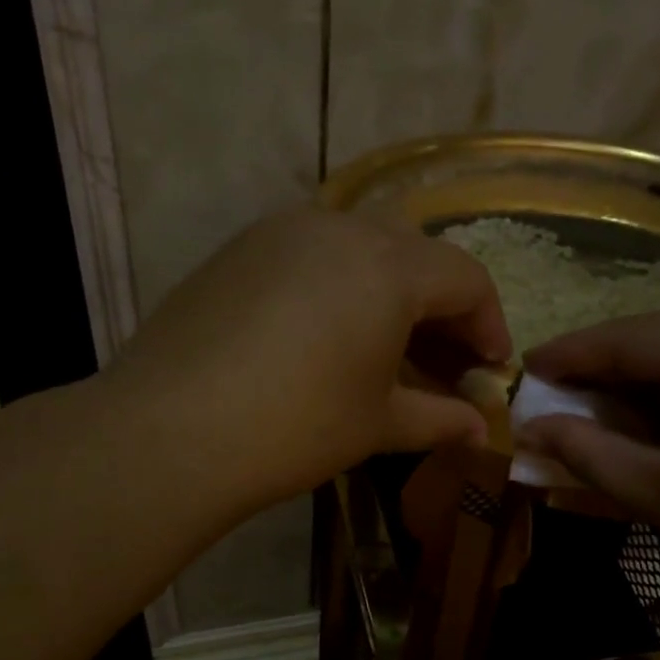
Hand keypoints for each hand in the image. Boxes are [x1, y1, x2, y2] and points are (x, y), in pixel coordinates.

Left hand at [105, 207, 510, 513]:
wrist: (170, 430)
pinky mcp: (239, 249)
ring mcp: (282, 231)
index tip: (488, 370)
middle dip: (440, 304)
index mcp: (389, 266)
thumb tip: (478, 430)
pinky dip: (338, 283)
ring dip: (389, 289)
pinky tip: (323, 333)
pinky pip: (310, 251)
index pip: (466, 278)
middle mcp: (340, 228)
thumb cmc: (296, 426)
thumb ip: (438, 418)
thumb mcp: (378, 424)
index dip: (489, 325)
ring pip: (361, 245)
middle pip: (415, 253)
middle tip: (441, 359)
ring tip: (384, 346)